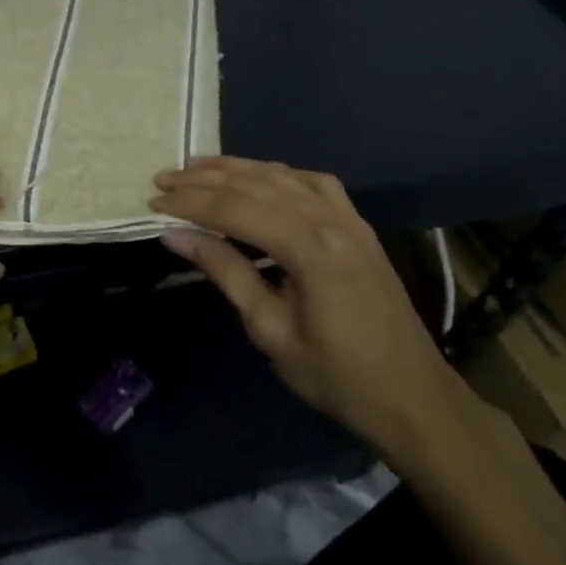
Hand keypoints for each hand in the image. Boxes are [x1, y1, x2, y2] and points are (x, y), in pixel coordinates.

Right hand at [151, 156, 468, 455]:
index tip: (153, 203)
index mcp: (310, 249)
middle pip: (256, 185)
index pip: (235, 210)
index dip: (190, 204)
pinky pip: (314, 184)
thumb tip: (175, 236)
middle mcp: (331, 220)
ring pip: (283, 176)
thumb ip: (225, 272)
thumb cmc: (335, 375)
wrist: (412, 397)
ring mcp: (350, 219)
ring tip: (196, 167)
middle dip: (204, 180)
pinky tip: (259, 177)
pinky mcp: (358, 227)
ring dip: (236, 169)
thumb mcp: (269, 329)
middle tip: (162, 180)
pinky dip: (278, 174)